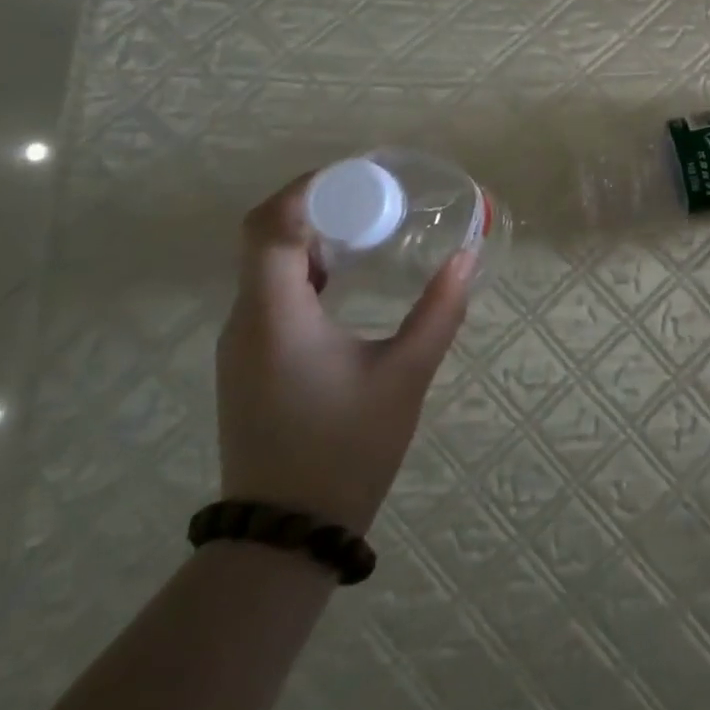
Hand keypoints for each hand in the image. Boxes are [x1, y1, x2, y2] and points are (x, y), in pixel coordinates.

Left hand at [216, 173, 472, 534]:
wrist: (285, 534)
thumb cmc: (345, 449)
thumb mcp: (405, 376)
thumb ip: (439, 311)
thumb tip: (468, 256)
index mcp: (274, 314)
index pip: (270, 224)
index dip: (310, 188)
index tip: (362, 176)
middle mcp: (246, 319)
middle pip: (264, 234)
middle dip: (318, 204)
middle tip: (375, 195)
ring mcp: (242, 341)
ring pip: (266, 262)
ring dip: (312, 234)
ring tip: (369, 225)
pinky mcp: (250, 359)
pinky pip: (271, 290)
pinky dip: (305, 267)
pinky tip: (347, 275)